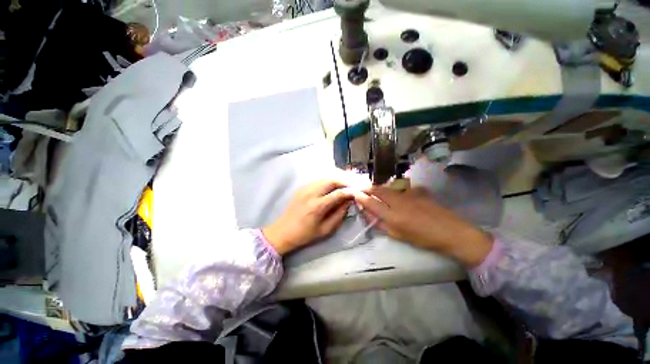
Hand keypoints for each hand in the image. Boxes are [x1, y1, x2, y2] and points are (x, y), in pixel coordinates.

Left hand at [263, 180, 353, 254]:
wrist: (283, 232)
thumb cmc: (305, 234)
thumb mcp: (325, 229)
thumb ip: (339, 215)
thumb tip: (348, 202)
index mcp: (317, 206)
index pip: (338, 193)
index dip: (350, 192)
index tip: (357, 193)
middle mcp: (311, 193)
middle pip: (331, 181)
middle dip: (344, 182)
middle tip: (351, 187)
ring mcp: (304, 189)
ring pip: (324, 178)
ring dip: (336, 180)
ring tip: (343, 186)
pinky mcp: (301, 188)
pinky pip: (317, 181)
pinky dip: (327, 182)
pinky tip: (331, 188)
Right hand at [354, 187, 492, 267]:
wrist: (451, 232)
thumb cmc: (423, 238)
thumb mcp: (398, 235)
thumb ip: (381, 224)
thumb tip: (368, 214)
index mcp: (392, 216)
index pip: (371, 202)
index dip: (361, 197)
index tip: (354, 194)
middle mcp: (398, 201)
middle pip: (378, 190)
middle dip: (368, 188)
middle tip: (362, 189)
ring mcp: (409, 194)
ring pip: (388, 187)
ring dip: (379, 188)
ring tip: (375, 190)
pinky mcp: (418, 190)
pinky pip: (401, 187)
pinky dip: (394, 189)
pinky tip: (396, 193)